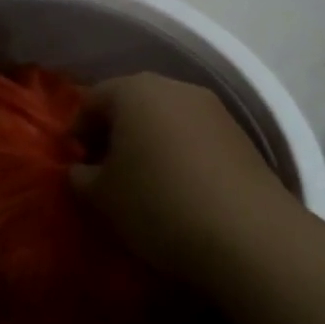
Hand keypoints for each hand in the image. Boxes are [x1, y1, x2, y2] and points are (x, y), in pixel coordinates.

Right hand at [72, 73, 302, 289]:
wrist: (249, 235)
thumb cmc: (159, 204)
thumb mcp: (102, 197)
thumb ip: (80, 176)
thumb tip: (81, 170)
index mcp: (135, 91)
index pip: (92, 99)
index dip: (77, 130)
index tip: (75, 163)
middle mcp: (174, 88)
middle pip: (132, 102)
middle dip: (114, 132)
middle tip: (104, 170)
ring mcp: (213, 109)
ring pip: (166, 117)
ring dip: (149, 141)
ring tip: (143, 181)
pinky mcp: (241, 136)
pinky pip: (195, 136)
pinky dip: (179, 152)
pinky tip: (179, 187)